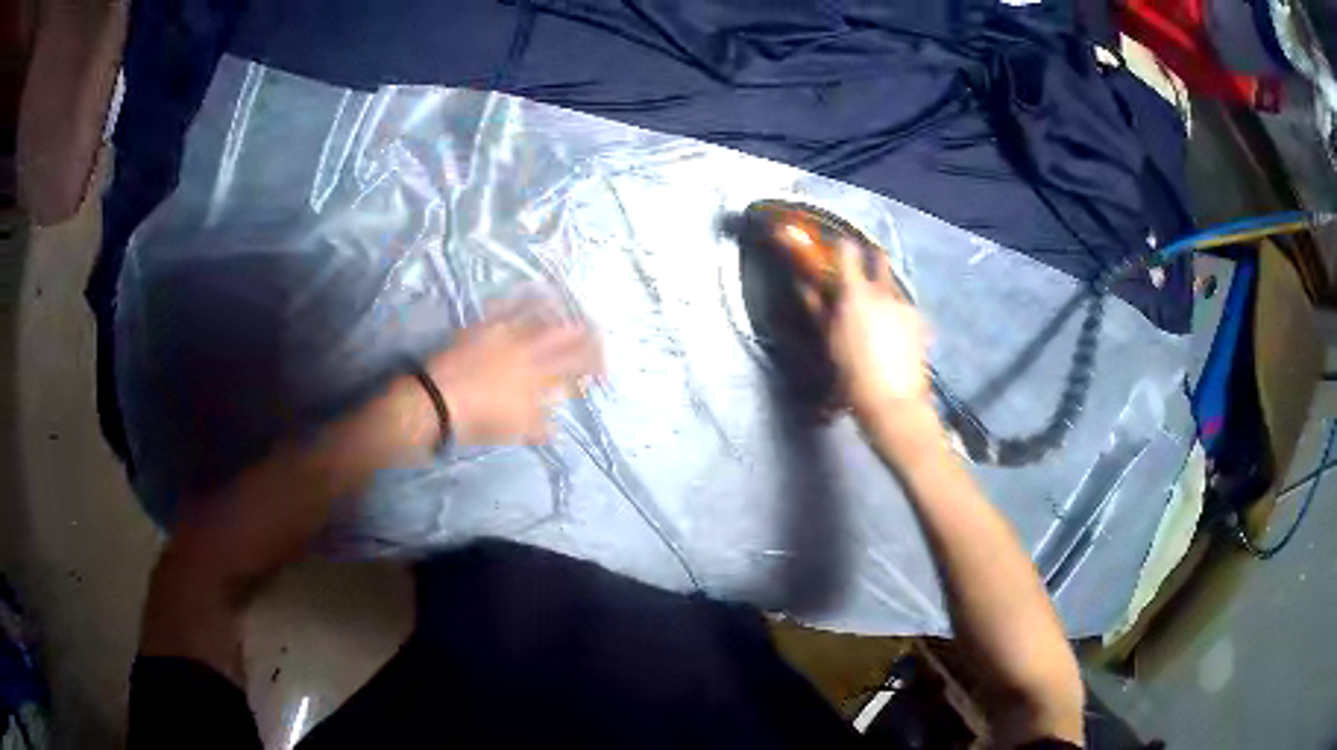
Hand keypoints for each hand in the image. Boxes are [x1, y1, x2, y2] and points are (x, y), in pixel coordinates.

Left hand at [427, 298, 603, 445]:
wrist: (438, 401)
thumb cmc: (479, 420)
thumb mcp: (516, 431)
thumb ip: (540, 426)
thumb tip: (556, 426)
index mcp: (541, 376)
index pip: (578, 365)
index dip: (595, 366)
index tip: (600, 373)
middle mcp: (530, 349)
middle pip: (568, 333)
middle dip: (587, 333)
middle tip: (595, 335)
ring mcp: (507, 332)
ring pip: (543, 313)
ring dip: (562, 310)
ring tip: (571, 309)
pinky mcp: (486, 324)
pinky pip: (510, 303)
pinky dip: (525, 296)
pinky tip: (533, 290)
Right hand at [800, 242, 930, 418]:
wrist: (893, 402)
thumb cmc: (852, 375)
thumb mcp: (829, 342)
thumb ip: (818, 309)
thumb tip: (805, 286)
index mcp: (856, 293)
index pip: (849, 252)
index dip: (843, 247)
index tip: (838, 248)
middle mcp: (884, 292)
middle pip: (880, 260)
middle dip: (871, 260)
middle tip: (862, 274)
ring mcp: (906, 306)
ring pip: (894, 287)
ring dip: (885, 291)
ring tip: (878, 313)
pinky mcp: (921, 323)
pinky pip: (906, 308)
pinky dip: (898, 313)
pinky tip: (895, 333)